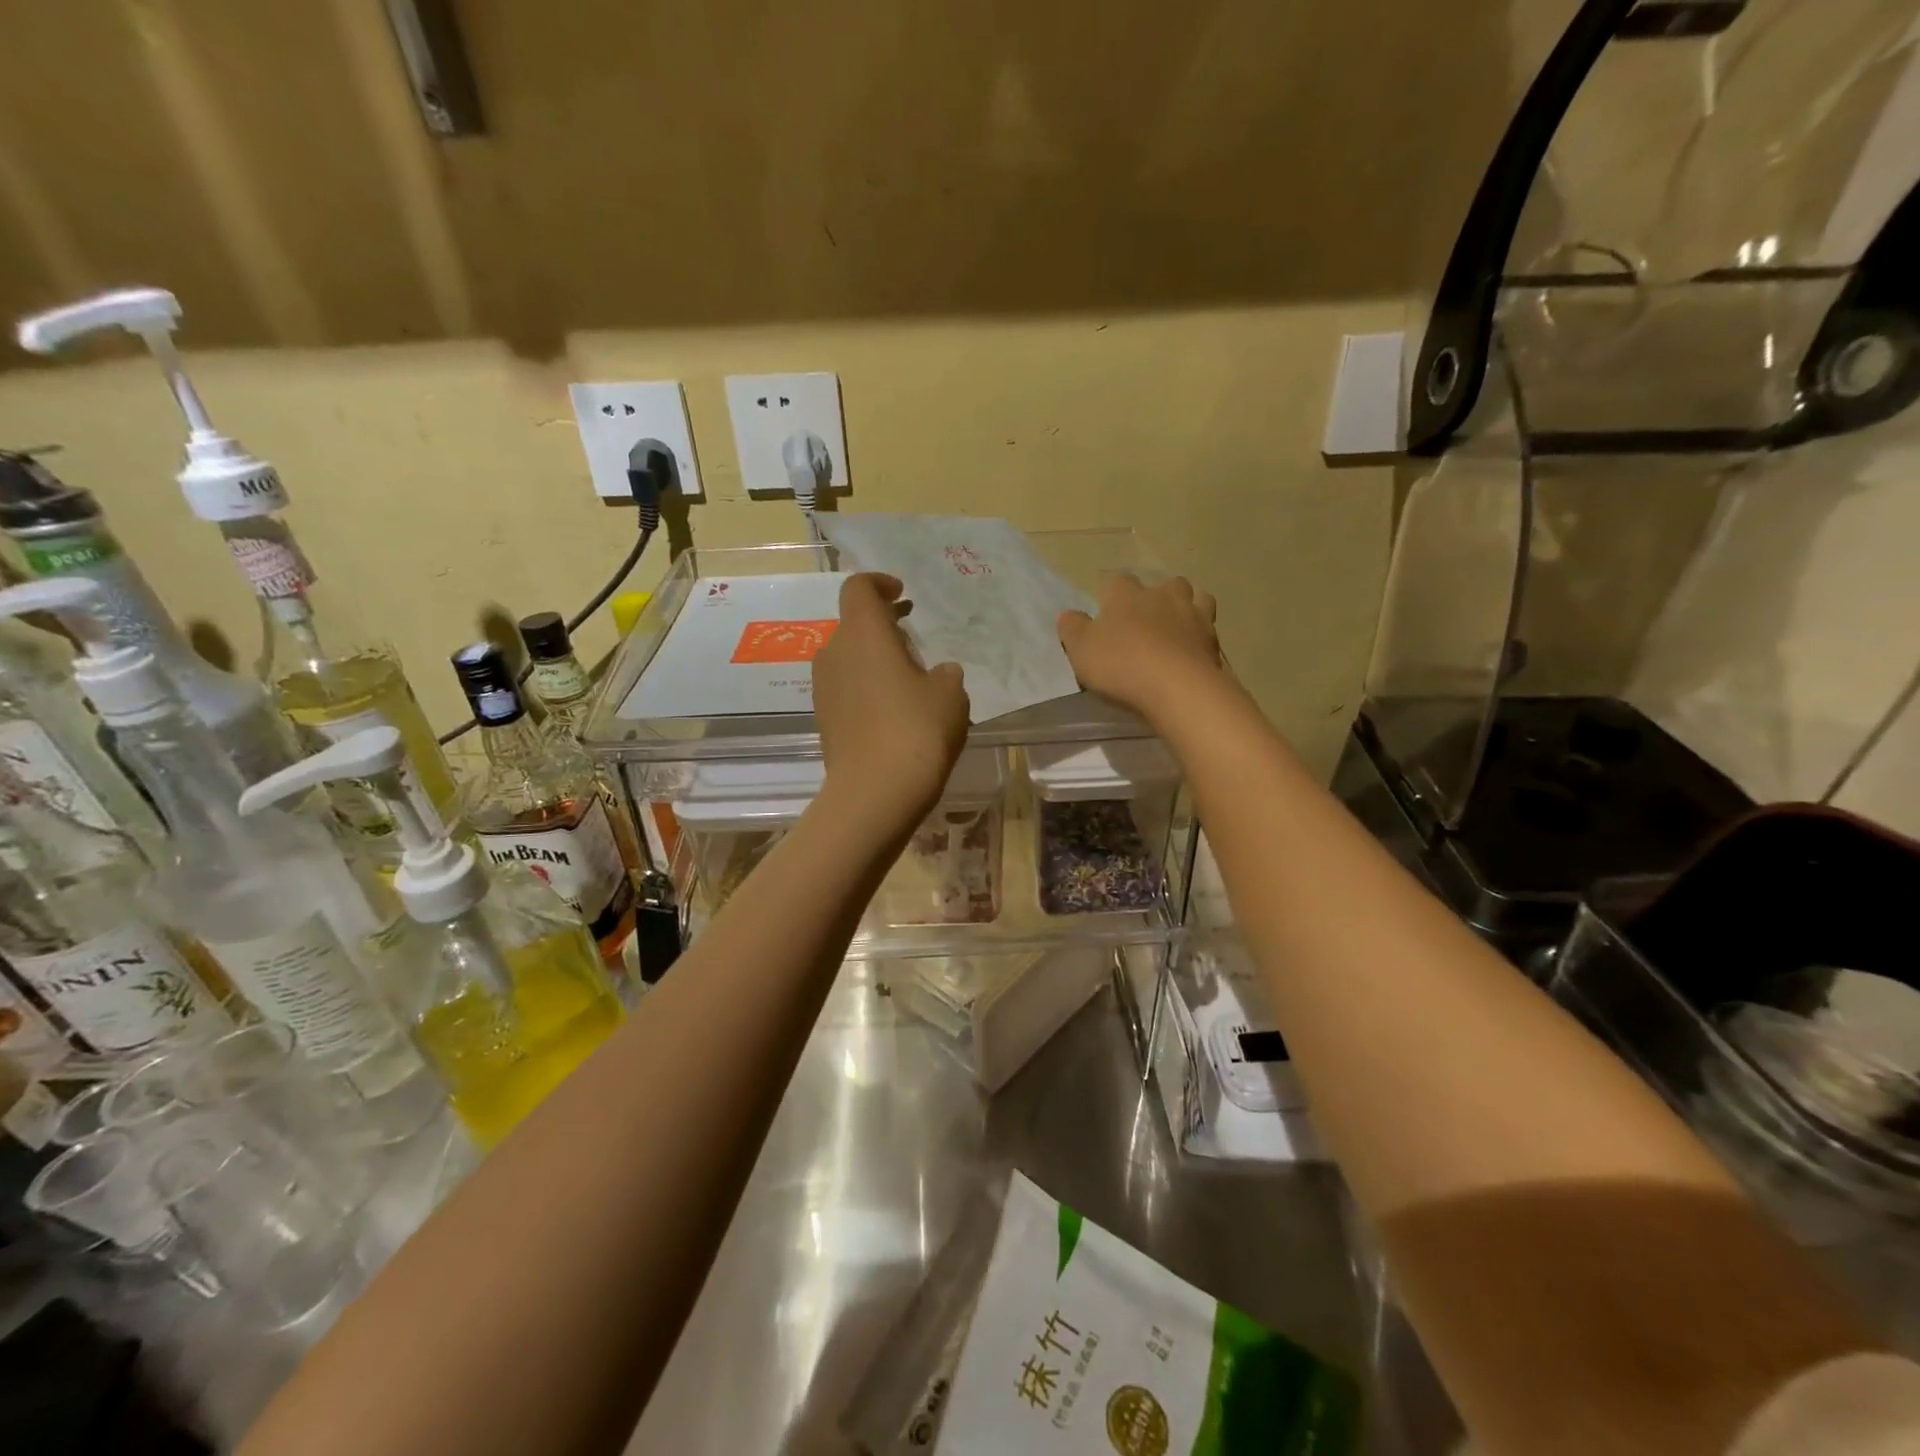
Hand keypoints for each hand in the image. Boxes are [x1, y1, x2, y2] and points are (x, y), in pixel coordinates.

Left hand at [813, 573, 968, 831]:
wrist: (875, 793)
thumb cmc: (917, 729)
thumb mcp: (950, 695)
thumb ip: (944, 674)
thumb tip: (937, 674)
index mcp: (863, 633)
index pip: (859, 588)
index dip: (880, 584)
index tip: (902, 595)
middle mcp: (834, 652)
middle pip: (853, 626)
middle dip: (882, 629)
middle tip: (914, 646)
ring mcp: (823, 688)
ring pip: (849, 660)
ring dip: (874, 662)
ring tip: (908, 684)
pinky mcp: (823, 719)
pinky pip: (846, 689)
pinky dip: (867, 689)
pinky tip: (893, 714)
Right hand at [1057, 573, 1222, 718]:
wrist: (1177, 688)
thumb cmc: (1121, 664)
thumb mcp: (1081, 649)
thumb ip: (1073, 629)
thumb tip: (1068, 614)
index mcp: (1127, 594)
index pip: (1116, 581)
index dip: (1109, 593)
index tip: (1105, 608)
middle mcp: (1163, 596)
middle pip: (1164, 584)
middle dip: (1157, 596)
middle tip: (1146, 619)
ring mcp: (1194, 616)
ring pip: (1197, 598)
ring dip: (1187, 608)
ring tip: (1177, 629)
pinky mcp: (1214, 642)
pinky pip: (1209, 630)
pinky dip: (1201, 637)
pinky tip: (1192, 653)